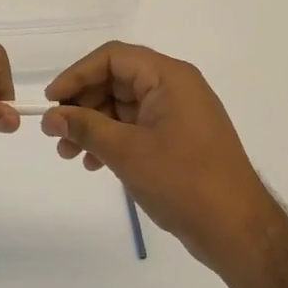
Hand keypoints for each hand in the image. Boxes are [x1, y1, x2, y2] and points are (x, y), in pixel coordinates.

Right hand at [40, 42, 284, 278]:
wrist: (236, 230)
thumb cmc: (182, 180)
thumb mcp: (126, 151)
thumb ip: (85, 127)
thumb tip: (50, 116)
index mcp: (169, 77)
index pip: (112, 57)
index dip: (77, 75)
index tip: (51, 101)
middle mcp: (175, 87)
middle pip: (116, 80)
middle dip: (82, 105)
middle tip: (55, 132)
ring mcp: (179, 114)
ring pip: (123, 106)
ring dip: (93, 125)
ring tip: (67, 153)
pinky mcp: (179, 138)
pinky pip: (137, 127)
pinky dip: (112, 139)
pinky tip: (93, 163)